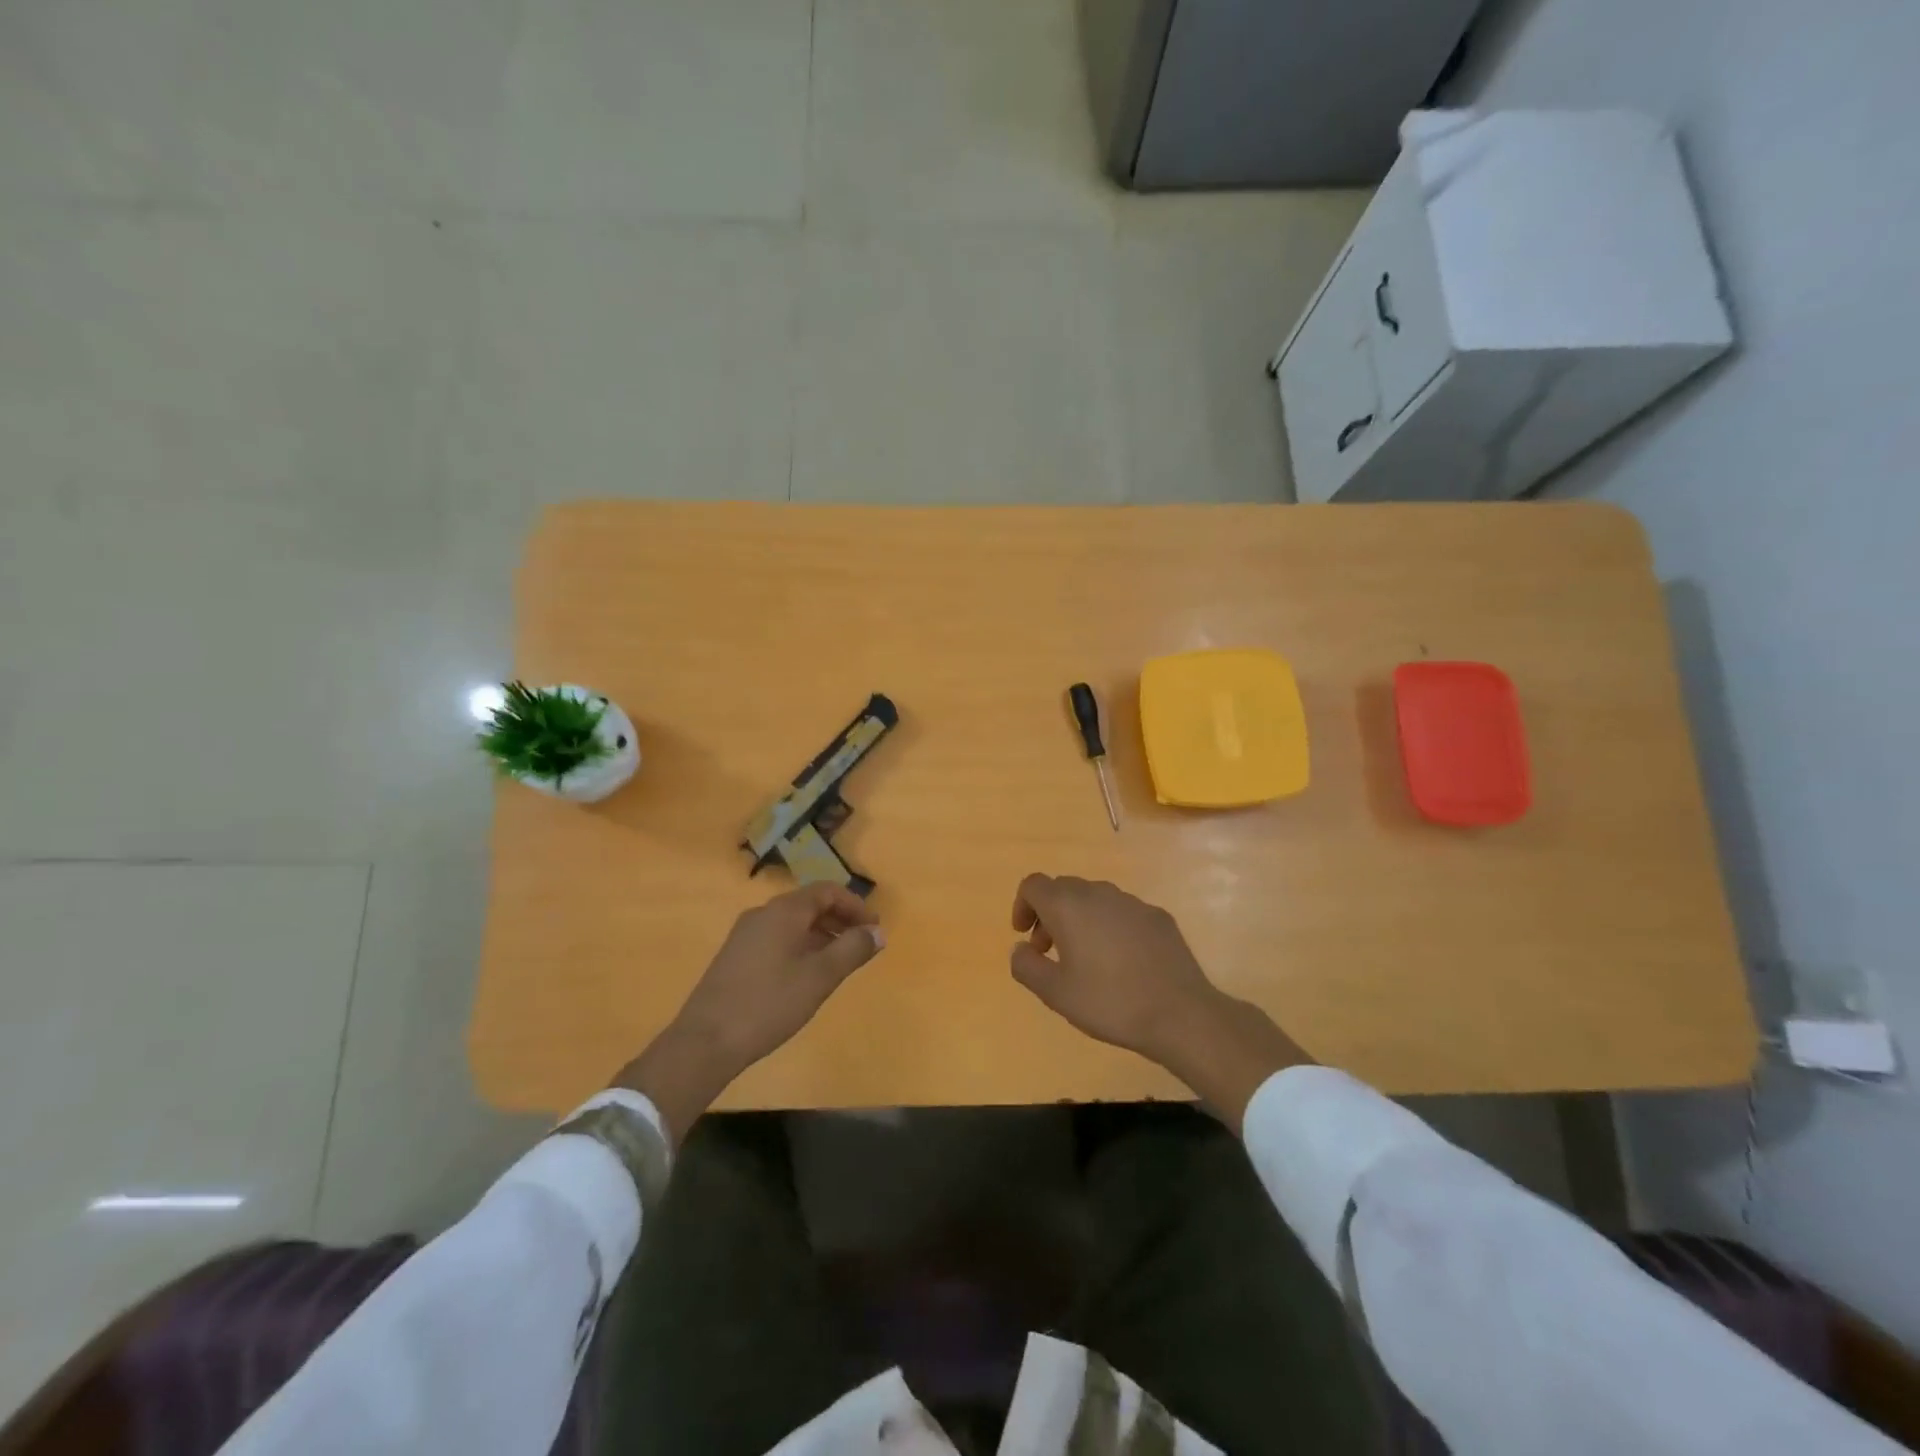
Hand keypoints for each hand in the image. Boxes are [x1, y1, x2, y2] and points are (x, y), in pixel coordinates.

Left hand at [619, 883, 884, 1138]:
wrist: (705, 1041)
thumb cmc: (768, 1004)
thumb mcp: (820, 977)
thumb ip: (852, 950)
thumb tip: (877, 932)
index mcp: (784, 911)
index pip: (827, 891)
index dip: (855, 906)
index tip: (875, 929)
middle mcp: (762, 914)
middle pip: (809, 904)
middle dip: (840, 920)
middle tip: (862, 945)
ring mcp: (744, 935)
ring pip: (792, 923)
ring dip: (821, 935)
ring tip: (840, 963)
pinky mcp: (735, 956)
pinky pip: (777, 939)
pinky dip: (800, 946)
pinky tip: (806, 976)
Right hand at [1010, 874, 1309, 1124]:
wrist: (1180, 1013)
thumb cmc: (1109, 1002)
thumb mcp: (1055, 993)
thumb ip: (1026, 966)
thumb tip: (1020, 948)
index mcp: (1068, 906)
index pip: (1033, 884)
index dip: (1022, 905)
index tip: (1024, 936)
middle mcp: (1099, 893)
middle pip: (1063, 889)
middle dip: (1049, 914)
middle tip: (1049, 951)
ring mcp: (1132, 902)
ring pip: (1094, 898)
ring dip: (1080, 919)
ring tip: (1085, 958)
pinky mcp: (1158, 916)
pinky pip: (1122, 912)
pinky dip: (1110, 926)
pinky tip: (1121, 961)